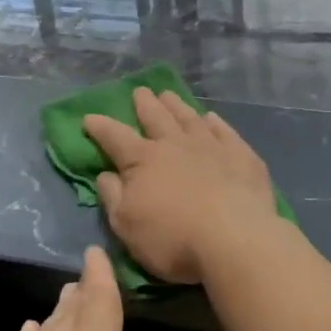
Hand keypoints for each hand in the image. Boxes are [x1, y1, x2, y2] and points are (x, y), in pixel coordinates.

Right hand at [84, 88, 276, 284]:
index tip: (89, 118)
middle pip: (156, 117)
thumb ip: (113, 197)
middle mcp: (175, 144)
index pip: (115, 137)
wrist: (235, 238)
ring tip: (168, 95)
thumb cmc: (173, 238)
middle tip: (140, 91)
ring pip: (189, 117)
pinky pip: (224, 131)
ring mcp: (211, 146)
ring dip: (176, 105)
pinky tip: (211, 118)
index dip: (100, 127)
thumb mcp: (127, 226)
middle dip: (144, 104)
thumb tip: (106, 174)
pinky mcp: (240, 155)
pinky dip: (215, 122)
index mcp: (143, 160)